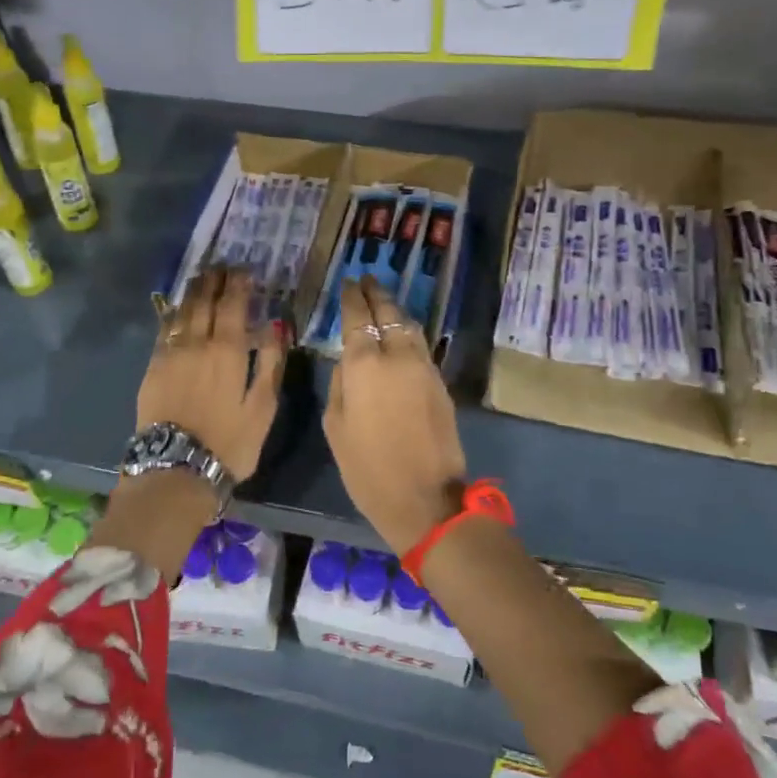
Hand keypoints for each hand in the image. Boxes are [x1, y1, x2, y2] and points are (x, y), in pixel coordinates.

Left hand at [137, 268, 285, 480]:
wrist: (176, 469)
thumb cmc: (229, 442)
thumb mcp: (262, 407)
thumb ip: (270, 363)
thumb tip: (276, 325)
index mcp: (227, 350)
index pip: (232, 304)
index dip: (238, 284)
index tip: (244, 270)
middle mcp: (196, 343)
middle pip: (204, 301)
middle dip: (214, 281)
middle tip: (221, 267)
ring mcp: (170, 354)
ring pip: (181, 312)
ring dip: (192, 292)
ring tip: (201, 278)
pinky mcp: (152, 368)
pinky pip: (163, 330)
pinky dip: (172, 313)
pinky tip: (176, 308)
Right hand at [324, 280, 466, 555]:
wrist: (426, 498)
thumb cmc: (368, 468)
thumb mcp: (335, 427)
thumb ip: (339, 386)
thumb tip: (347, 363)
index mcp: (365, 365)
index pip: (358, 317)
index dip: (352, 297)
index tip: (348, 283)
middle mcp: (398, 356)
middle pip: (389, 313)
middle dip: (377, 293)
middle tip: (367, 279)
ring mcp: (424, 367)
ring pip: (410, 326)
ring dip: (396, 310)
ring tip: (384, 300)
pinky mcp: (440, 383)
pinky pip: (421, 346)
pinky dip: (409, 332)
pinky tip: (401, 334)